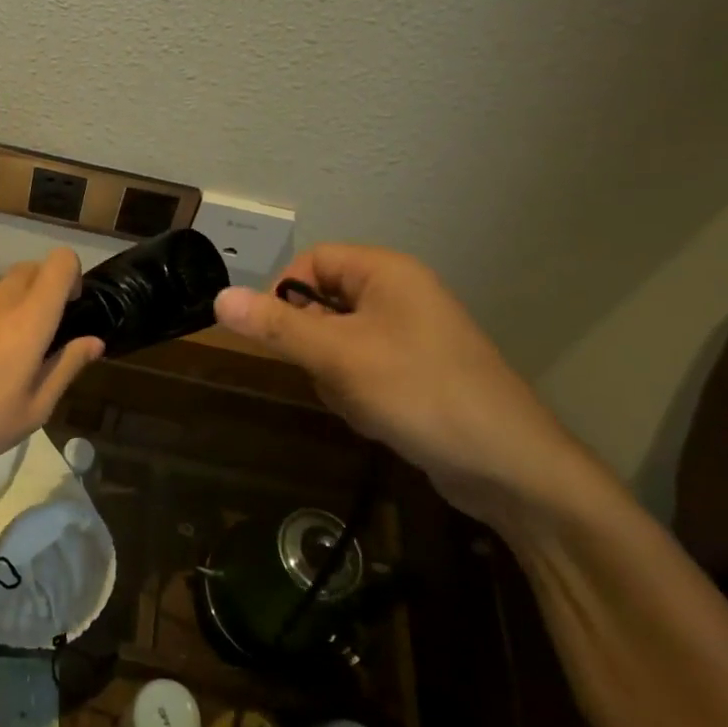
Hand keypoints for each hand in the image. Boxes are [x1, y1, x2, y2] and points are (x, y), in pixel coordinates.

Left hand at [0, 249, 105, 477]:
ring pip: (6, 287)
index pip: (60, 261)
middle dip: (49, 287)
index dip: (73, 276)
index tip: (73, 310)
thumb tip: (93, 342)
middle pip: (33, 268)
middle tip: (51, 331)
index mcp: (30, 318)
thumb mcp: (35, 408)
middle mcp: (2, 302)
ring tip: (17, 353)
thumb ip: (67, 367)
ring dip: (22, 304)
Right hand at [212, 245, 601, 526]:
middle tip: (327, 375)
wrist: (508, 466)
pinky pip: (361, 370)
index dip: (284, 292)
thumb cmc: (420, 393)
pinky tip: (378, 419)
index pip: (312, 260)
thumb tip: (219, 298)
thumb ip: (277, 326)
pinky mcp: (414, 374)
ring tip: (361, 402)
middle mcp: (398, 295)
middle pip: (322, 303)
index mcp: (386, 272)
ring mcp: (409, 337)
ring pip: (337, 343)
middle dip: (313, 345)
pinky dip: (356, 394)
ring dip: (334, 376)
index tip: (273, 335)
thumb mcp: (339, 356)